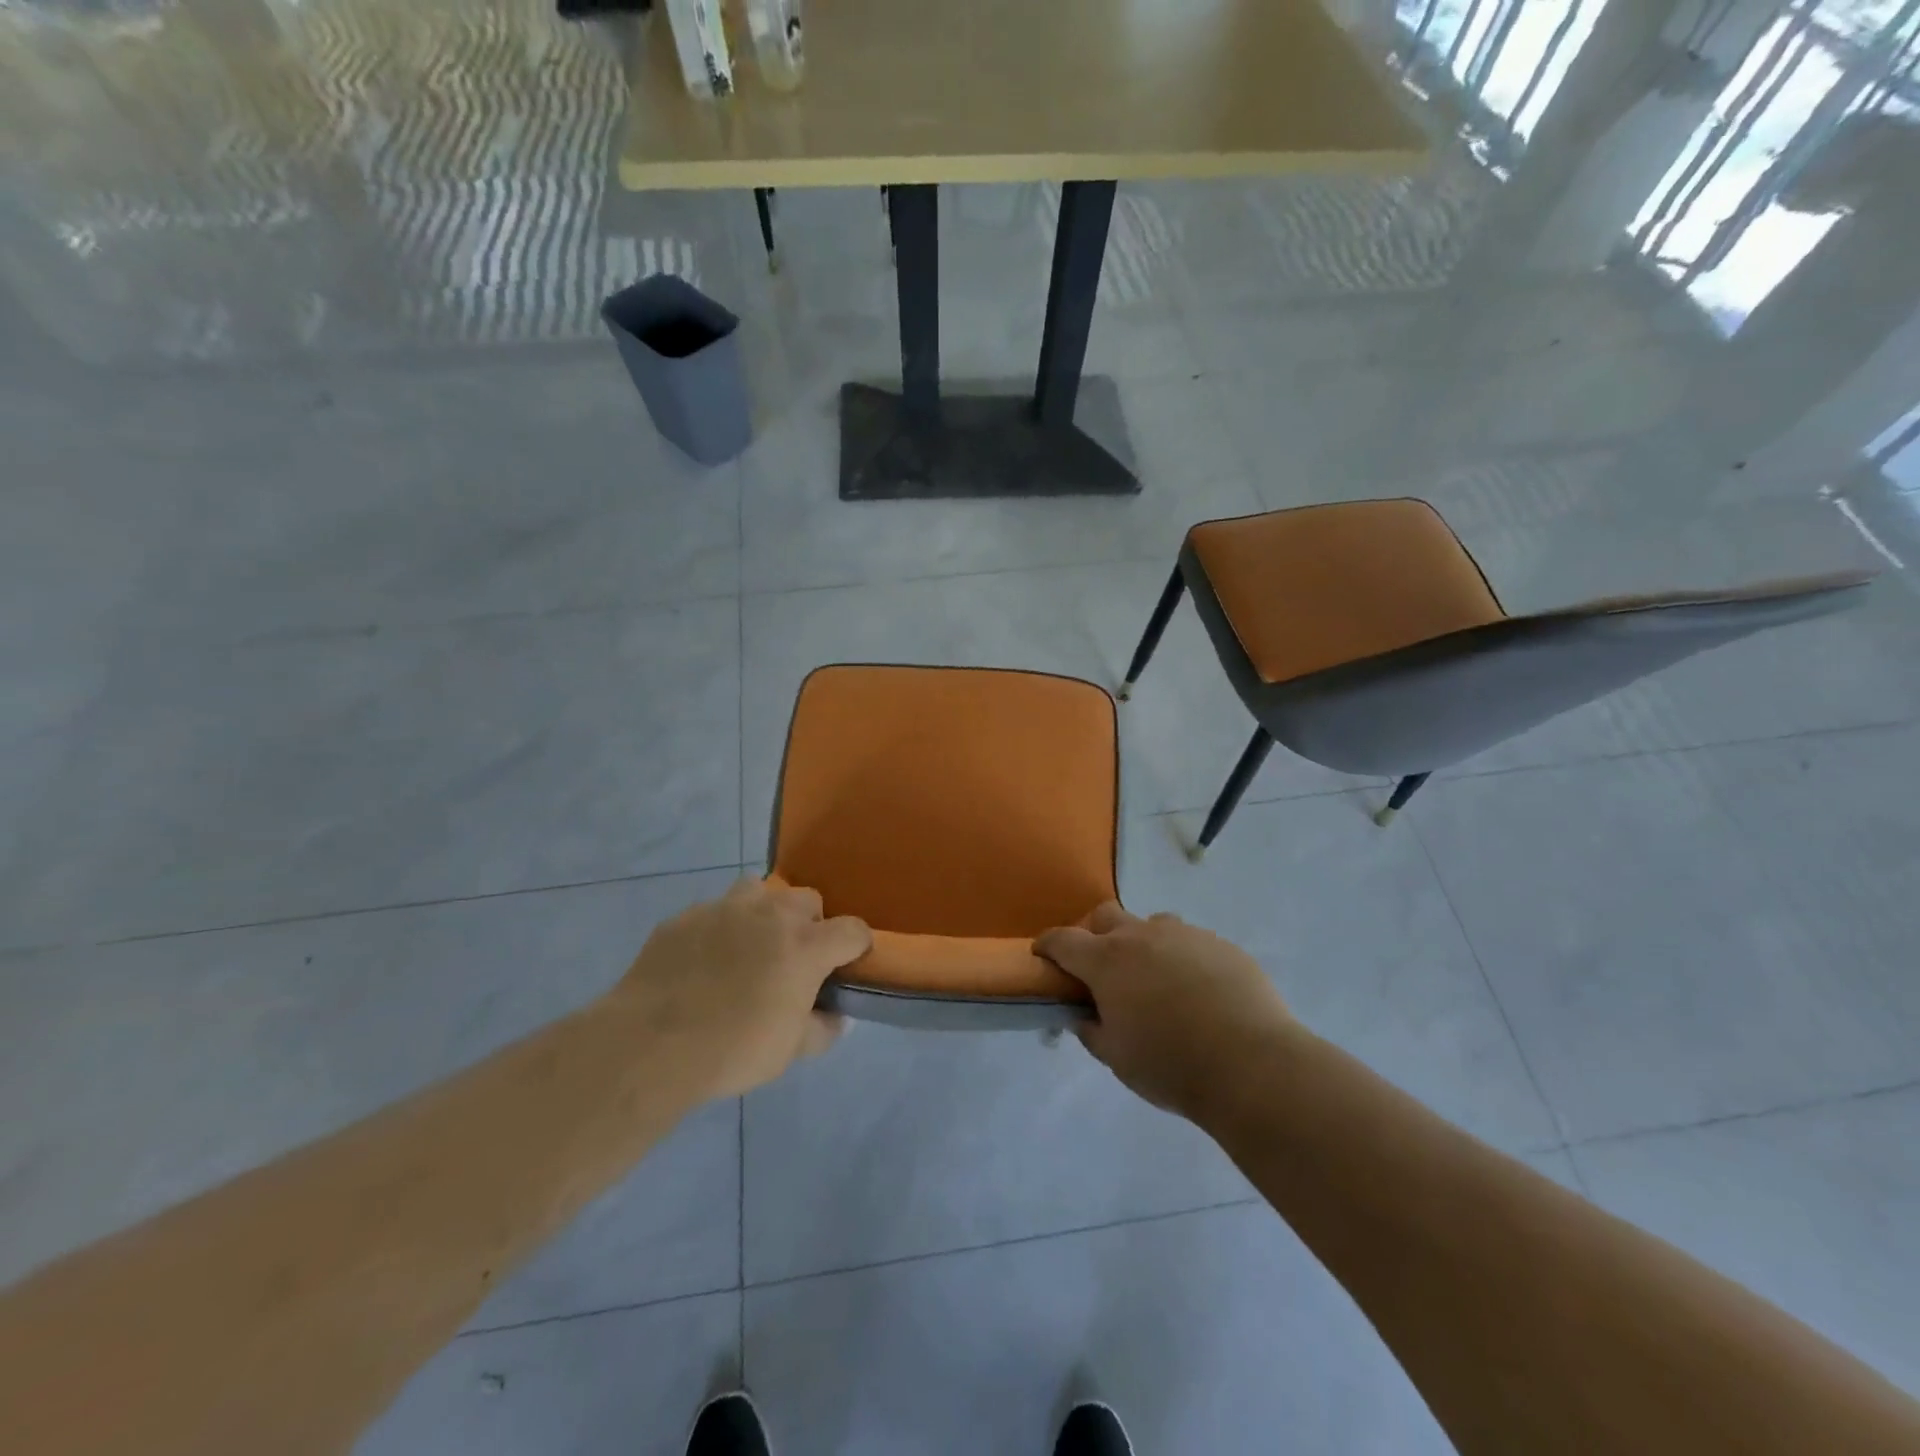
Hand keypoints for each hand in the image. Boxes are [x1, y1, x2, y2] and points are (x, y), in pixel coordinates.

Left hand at [610, 878, 870, 1099]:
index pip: (852, 929)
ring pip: (758, 889)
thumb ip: (821, 1030)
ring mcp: (724, 910)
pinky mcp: (684, 917)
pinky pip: (712, 911)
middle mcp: (771, 915)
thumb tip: (836, 1018)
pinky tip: (703, 960)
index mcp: (805, 945)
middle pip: (807, 899)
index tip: (849, 963)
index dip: (857, 945)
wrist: (649, 1045)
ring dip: (764, 911)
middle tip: (794, 958)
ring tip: (751, 944)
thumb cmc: (732, 1050)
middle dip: (810, 923)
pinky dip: (718, 928)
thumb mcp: (788, 1052)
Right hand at [1035, 902, 1296, 1120]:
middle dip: (1093, 934)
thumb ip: (1093, 1031)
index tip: (1042, 955)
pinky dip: (1181, 958)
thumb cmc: (1171, 1065)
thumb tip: (1085, 1016)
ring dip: (1142, 943)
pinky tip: (1197, 991)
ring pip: (1151, 925)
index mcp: (1107, 961)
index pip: (1064, 940)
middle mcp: (1142, 936)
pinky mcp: (1220, 944)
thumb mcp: (1118, 1058)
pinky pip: (1190, 942)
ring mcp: (1185, 935)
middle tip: (1100, 967)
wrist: (1252, 1064)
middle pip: (1105, 916)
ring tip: (1154, 979)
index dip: (1048, 945)